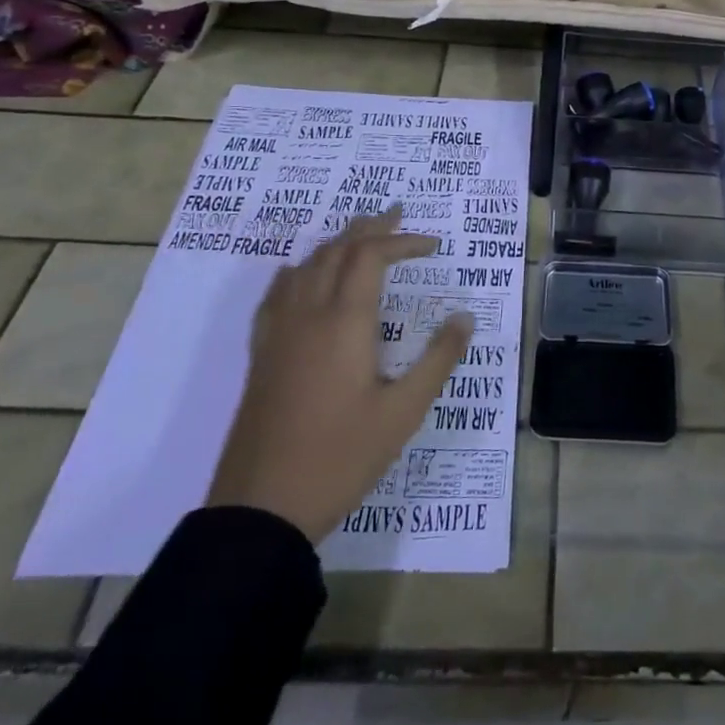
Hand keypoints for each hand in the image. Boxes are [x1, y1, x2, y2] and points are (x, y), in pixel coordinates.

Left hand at [207, 206, 471, 543]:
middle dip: (370, 228)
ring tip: (361, 239)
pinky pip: (279, 292)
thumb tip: (463, 317)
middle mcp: (309, 314)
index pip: (372, 256)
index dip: (403, 241)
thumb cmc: (341, 457)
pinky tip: (304, 277)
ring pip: (307, 265)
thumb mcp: (404, 412)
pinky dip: (301, 270)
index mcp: (345, 322)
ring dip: (337, 244)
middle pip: (337, 250)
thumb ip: (438, 360)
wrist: (261, 507)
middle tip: (397, 217)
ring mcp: (279, 332)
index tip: (433, 246)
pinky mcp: (262, 353)